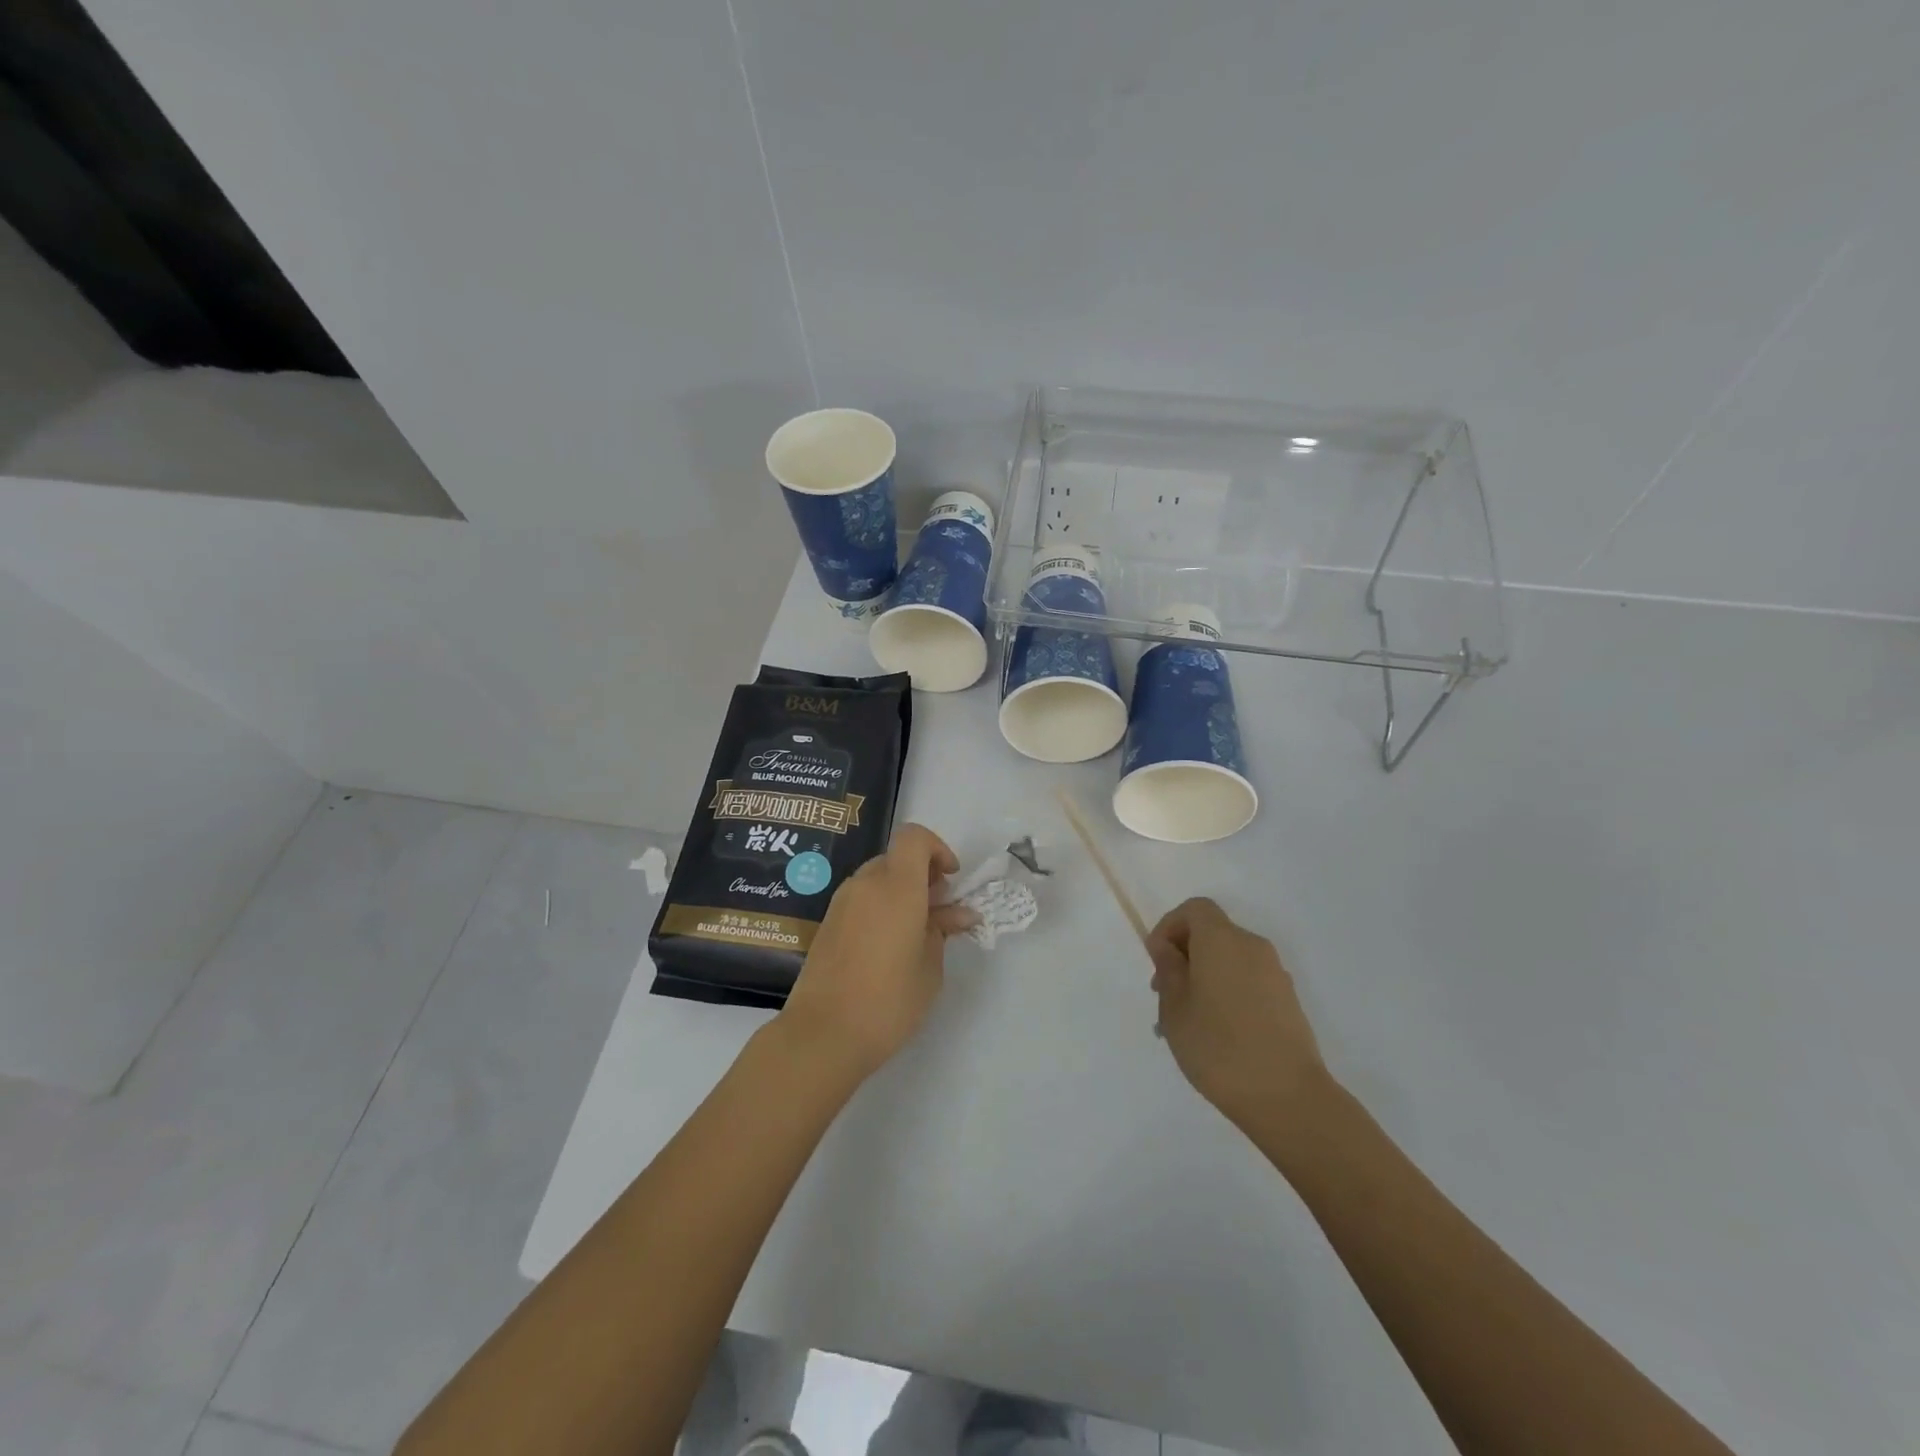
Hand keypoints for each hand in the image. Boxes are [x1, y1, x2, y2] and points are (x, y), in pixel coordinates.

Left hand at [778, 823, 976, 1077]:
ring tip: (916, 931)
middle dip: (921, 875)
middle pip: (896, 858)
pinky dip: (880, 907)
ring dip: (900, 892)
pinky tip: (889, 944)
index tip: (950, 880)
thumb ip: (942, 930)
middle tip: (939, 910)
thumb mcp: (930, 968)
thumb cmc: (888, 1001)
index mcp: (897, 886)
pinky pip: (861, 899)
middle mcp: (866, 884)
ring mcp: (841, 902)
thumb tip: (958, 913)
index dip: (937, 849)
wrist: (822, 1035)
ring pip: (877, 878)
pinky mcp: (827, 923)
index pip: (914, 837)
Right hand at [1146, 897, 1330, 1132]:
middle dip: (1184, 955)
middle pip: (1212, 934)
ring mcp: (1275, 974)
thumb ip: (1168, 969)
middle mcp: (1252, 947)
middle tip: (1164, 996)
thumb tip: (1166, 947)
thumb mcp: (1176, 1008)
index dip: (1170, 927)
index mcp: (1222, 940)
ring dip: (1204, 978)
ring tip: (1186, 1023)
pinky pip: (1248, 982)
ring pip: (1229, 961)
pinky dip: (1227, 993)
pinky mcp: (1288, 1001)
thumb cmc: (1218, 1047)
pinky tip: (1216, 1035)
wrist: (1288, 1098)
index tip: (1156, 961)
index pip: (1195, 909)